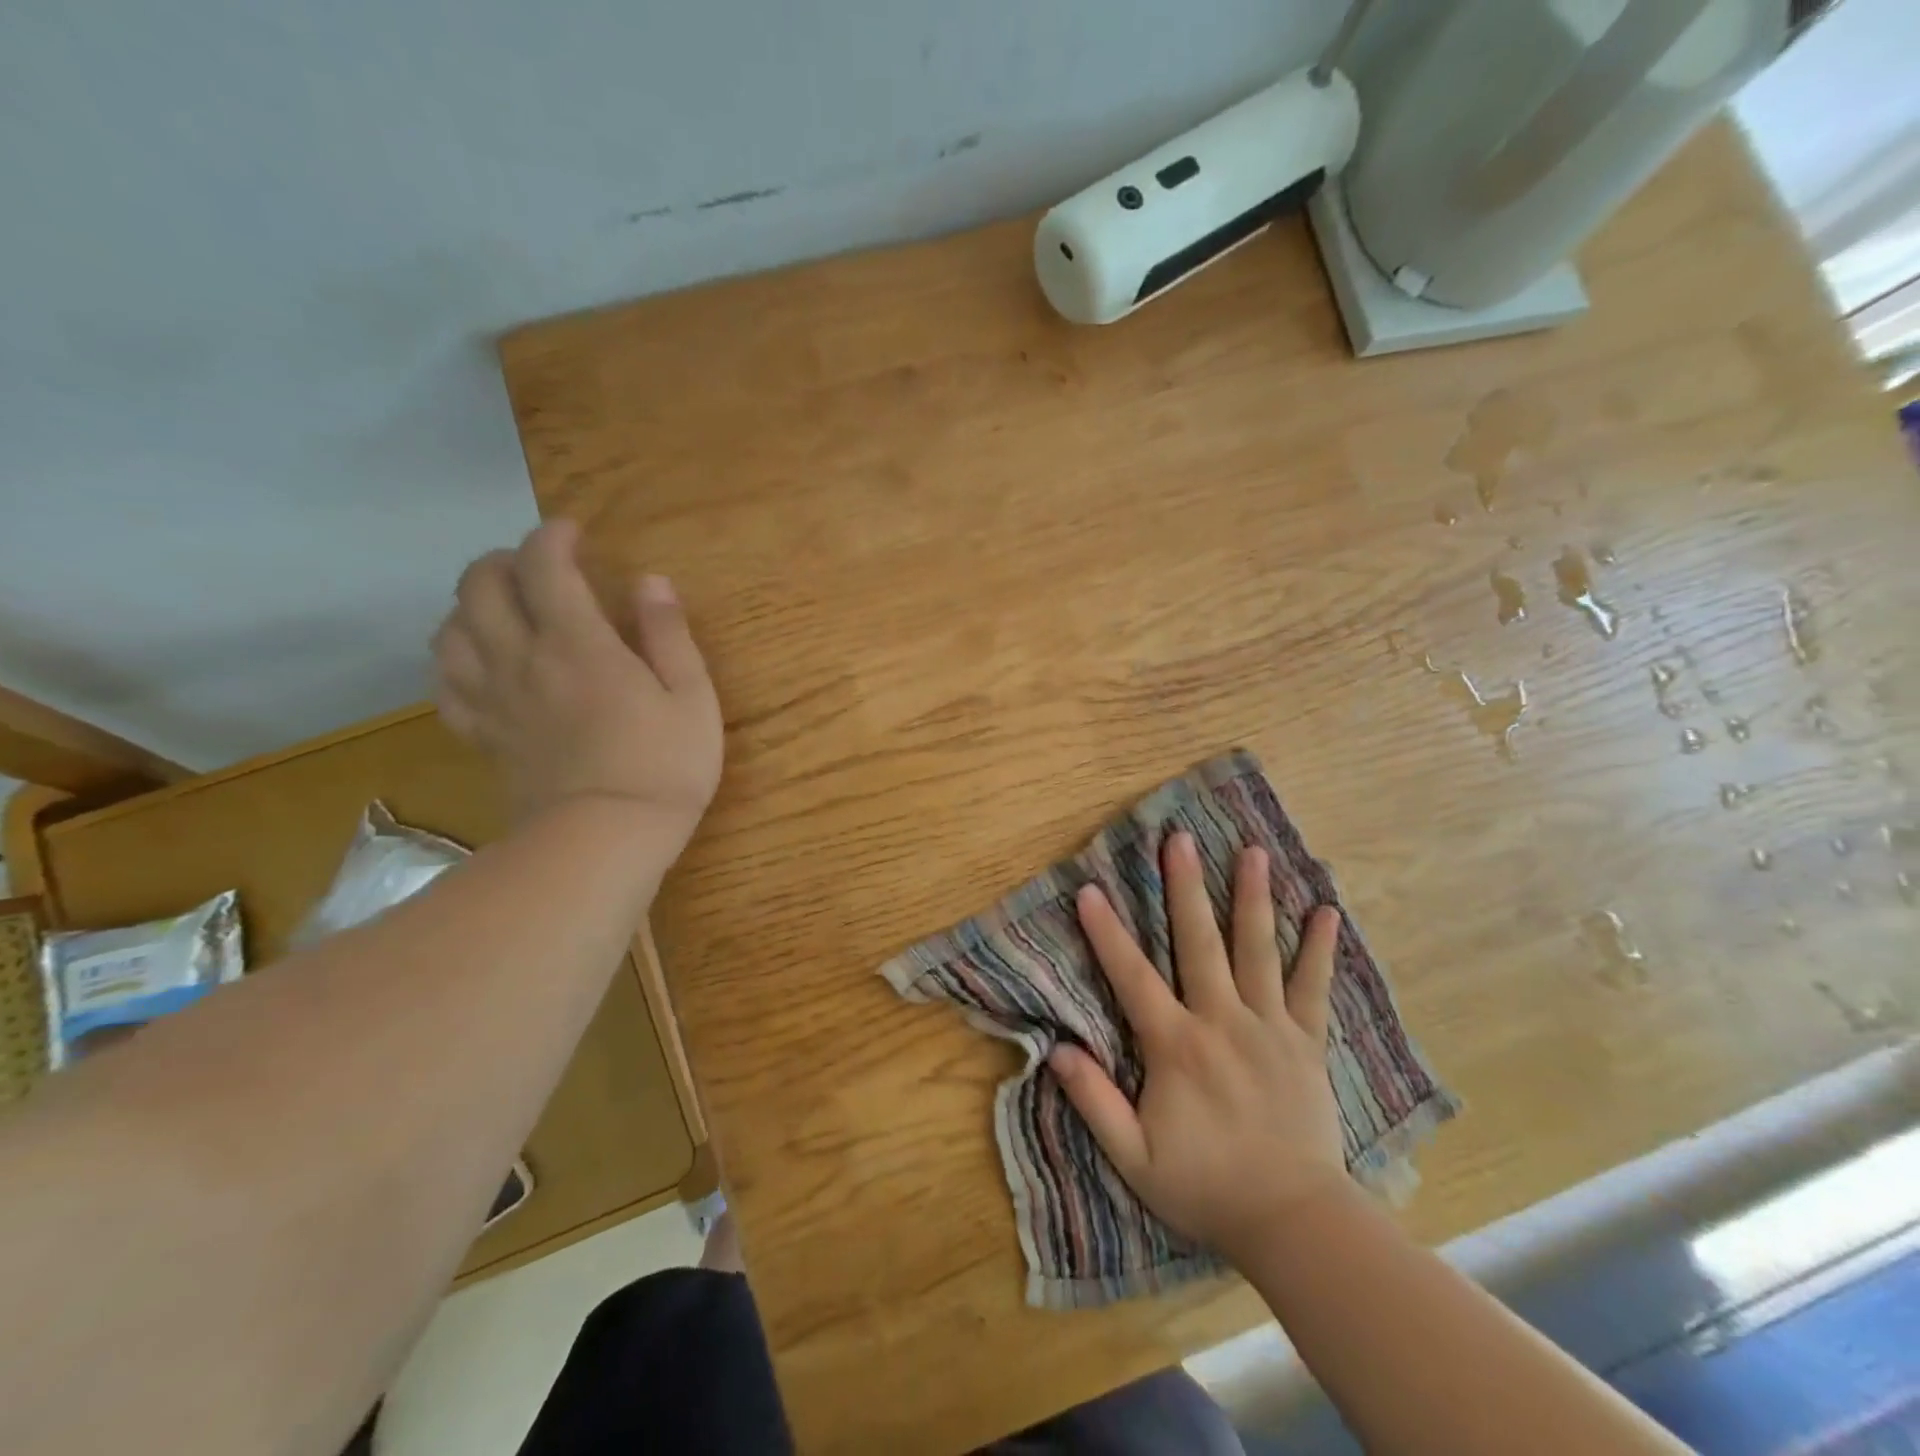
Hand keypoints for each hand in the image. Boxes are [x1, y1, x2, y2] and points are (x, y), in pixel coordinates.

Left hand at [431, 520, 722, 845]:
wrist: (606, 839)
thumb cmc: (664, 766)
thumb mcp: (692, 697)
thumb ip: (669, 635)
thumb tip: (651, 582)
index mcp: (578, 644)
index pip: (544, 565)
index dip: (553, 537)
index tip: (574, 533)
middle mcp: (523, 659)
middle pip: (479, 587)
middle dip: (502, 561)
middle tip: (535, 567)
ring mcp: (496, 699)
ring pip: (450, 630)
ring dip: (469, 605)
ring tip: (501, 609)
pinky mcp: (485, 735)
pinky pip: (445, 685)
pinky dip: (453, 661)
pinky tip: (477, 663)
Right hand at [1048, 832, 1347, 1261]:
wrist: (1294, 1223)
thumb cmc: (1207, 1188)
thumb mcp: (1135, 1159)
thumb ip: (1096, 1103)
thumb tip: (1058, 1050)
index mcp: (1178, 1046)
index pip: (1133, 978)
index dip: (1107, 933)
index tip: (1089, 890)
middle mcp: (1223, 1022)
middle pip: (1200, 943)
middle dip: (1185, 887)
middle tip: (1179, 839)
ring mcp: (1270, 1028)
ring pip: (1259, 952)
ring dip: (1253, 898)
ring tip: (1252, 852)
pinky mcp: (1306, 1043)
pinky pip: (1314, 989)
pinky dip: (1319, 949)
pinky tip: (1327, 911)